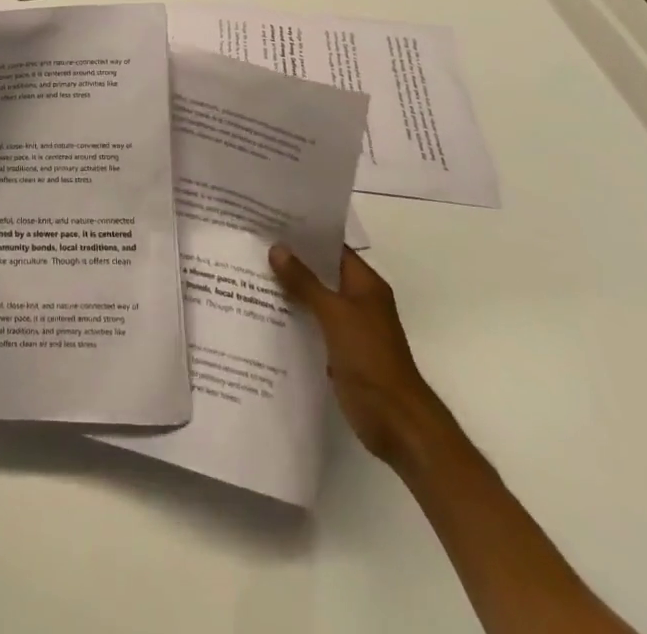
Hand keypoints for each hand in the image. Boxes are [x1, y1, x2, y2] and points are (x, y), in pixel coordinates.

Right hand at [269, 244, 449, 470]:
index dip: (304, 236)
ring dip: (290, 291)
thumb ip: (305, 282)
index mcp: (365, 285)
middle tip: (252, 246)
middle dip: (291, 262)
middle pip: (321, 273)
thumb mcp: (335, 314)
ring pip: (315, 300)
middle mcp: (359, 301)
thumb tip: (277, 248)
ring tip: (250, 274)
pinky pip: (313, 326)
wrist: (396, 422)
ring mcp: (350, 328)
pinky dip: (294, 319)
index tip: (270, 223)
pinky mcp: (340, 352)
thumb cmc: (370, 358)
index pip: (332, 248)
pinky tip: (264, 314)